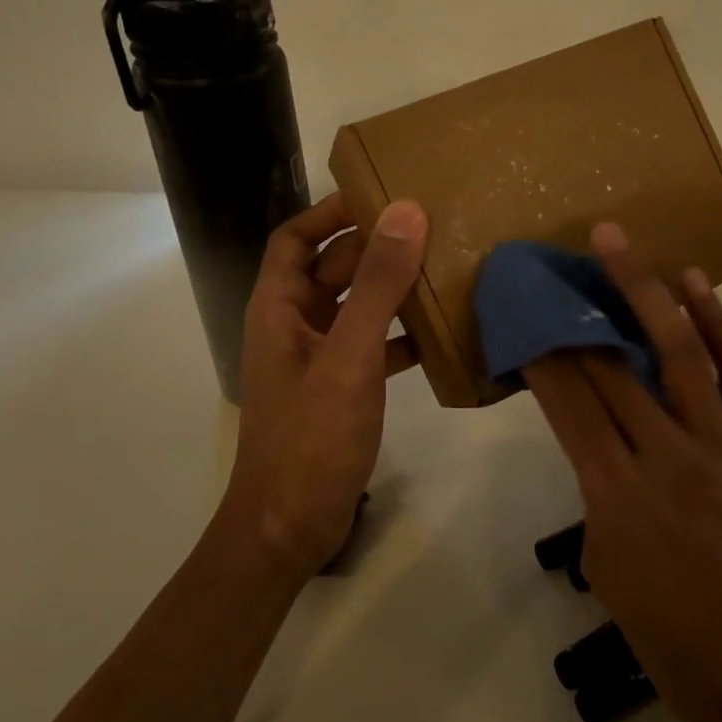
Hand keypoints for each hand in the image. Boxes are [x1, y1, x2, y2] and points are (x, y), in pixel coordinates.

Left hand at [224, 191, 428, 576]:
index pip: (296, 239)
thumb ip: (377, 286)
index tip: (381, 194)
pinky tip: (438, 336)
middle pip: (331, 270)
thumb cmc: (311, 438)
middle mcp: (293, 327)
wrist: (289, 528)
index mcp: (278, 309)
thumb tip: (406, 212)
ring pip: (355, 309)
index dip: (331, 212)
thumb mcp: (349, 357)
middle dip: (374, 248)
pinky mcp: (339, 391)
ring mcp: (317, 361)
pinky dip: (399, 337)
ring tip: (442, 271)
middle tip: (431, 228)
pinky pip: (371, 348)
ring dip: (391, 291)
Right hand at [523, 223, 721, 721]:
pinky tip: (694, 284)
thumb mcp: (608, 574)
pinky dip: (717, 326)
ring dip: (643, 290)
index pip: (568, 404)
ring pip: (677, 352)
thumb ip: (599, 500)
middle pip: (610, 368)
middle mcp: (666, 456)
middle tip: (549, 268)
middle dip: (574, 312)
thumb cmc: (675, 642)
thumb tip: (603, 453)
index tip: (519, 313)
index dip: (539, 353)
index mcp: (617, 496)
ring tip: (616, 241)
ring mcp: (720, 445)